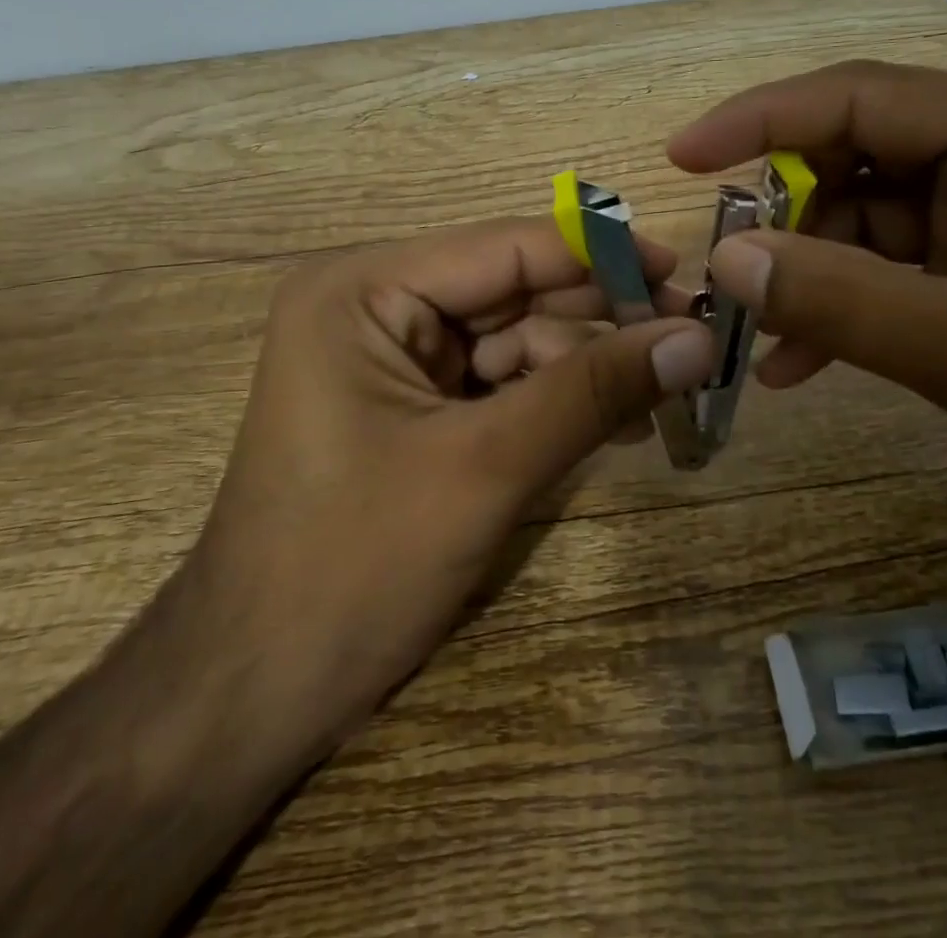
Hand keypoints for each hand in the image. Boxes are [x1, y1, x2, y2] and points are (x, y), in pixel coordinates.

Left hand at [187, 216, 716, 748]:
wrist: (250, 700)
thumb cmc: (351, 569)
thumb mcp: (484, 467)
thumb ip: (593, 391)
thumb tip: (696, 338)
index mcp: (363, 289)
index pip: (507, 248)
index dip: (602, 256)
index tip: (685, 276)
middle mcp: (375, 306)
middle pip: (515, 291)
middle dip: (601, 320)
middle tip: (691, 342)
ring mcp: (392, 359)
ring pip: (516, 340)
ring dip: (588, 367)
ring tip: (664, 396)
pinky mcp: (411, 408)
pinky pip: (500, 384)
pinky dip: (557, 401)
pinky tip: (616, 424)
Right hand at [668, 60, 946, 574]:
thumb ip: (839, 301)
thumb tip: (723, 262)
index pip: (863, 97)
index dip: (761, 119)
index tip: (682, 157)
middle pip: (859, 157)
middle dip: (784, 212)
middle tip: (721, 265)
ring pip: (868, 222)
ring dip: (808, 273)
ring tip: (751, 330)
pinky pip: (893, 273)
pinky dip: (844, 309)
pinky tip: (800, 364)